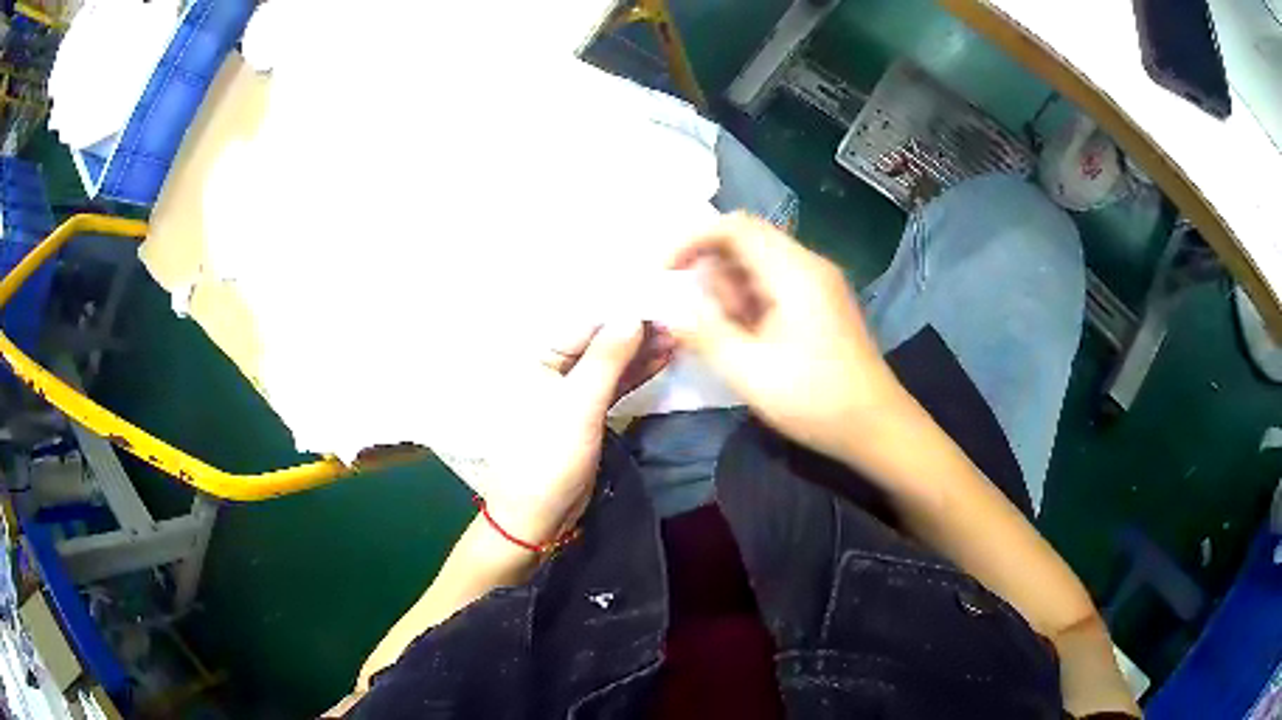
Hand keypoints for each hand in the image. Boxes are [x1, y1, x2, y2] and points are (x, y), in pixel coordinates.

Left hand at [442, 321, 668, 546]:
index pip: (586, 324)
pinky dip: (637, 374)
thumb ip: (606, 359)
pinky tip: (662, 359)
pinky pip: (615, 385)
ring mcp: (571, 392)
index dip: (622, 312)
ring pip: (611, 363)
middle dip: (636, 331)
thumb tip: (631, 314)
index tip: (659, 299)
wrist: (538, 513)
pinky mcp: (587, 413)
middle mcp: (553, 368)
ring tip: (676, 336)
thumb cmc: (549, 454)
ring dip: (641, 352)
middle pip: (600, 342)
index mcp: (538, 358)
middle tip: (677, 318)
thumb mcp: (578, 404)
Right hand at [664, 212, 900, 463]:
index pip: (734, 226)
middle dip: (711, 274)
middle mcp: (808, 266)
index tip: (665, 273)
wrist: (877, 427)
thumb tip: (669, 307)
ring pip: (758, 266)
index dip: (692, 240)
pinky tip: (748, 342)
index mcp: (794, 271)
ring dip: (729, 293)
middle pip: (745, 243)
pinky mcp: (821, 305)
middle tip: (699, 320)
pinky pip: (774, 286)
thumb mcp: (749, 371)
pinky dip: (749, 305)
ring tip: (727, 340)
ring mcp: (818, 285)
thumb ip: (704, 333)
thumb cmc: (815, 400)